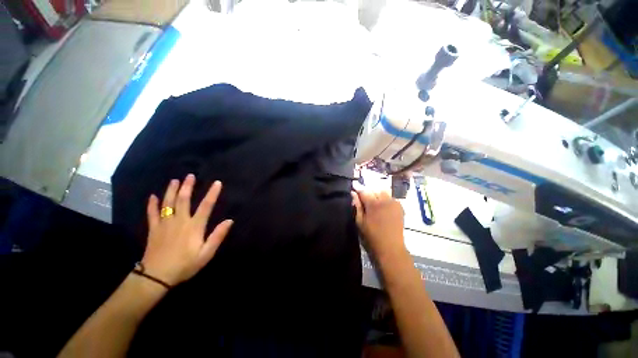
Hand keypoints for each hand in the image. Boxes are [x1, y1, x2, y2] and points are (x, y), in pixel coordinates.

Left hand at [142, 174, 232, 285]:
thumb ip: (217, 236)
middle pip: (184, 200)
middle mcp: (180, 221)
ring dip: (171, 191)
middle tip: (190, 175)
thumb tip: (229, 220)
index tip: (217, 183)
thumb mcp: (206, 253)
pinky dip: (152, 204)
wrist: (156, 277)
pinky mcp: (154, 229)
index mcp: (194, 226)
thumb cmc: (185, 265)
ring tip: (175, 180)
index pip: (206, 206)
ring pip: (168, 203)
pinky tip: (152, 196)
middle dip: (188, 187)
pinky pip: (152, 214)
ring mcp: (165, 224)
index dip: (212, 194)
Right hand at [352, 188, 406, 260]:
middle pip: (374, 189)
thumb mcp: (360, 222)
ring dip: (376, 193)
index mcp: (374, 204)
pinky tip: (382, 205)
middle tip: (363, 196)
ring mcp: (394, 203)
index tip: (353, 185)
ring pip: (383, 191)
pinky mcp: (400, 207)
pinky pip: (390, 197)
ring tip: (372, 200)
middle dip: (367, 191)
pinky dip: (384, 198)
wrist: (391, 247)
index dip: (358, 188)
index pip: (364, 191)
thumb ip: (357, 206)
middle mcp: (385, 200)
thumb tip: (353, 194)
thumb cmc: (372, 236)